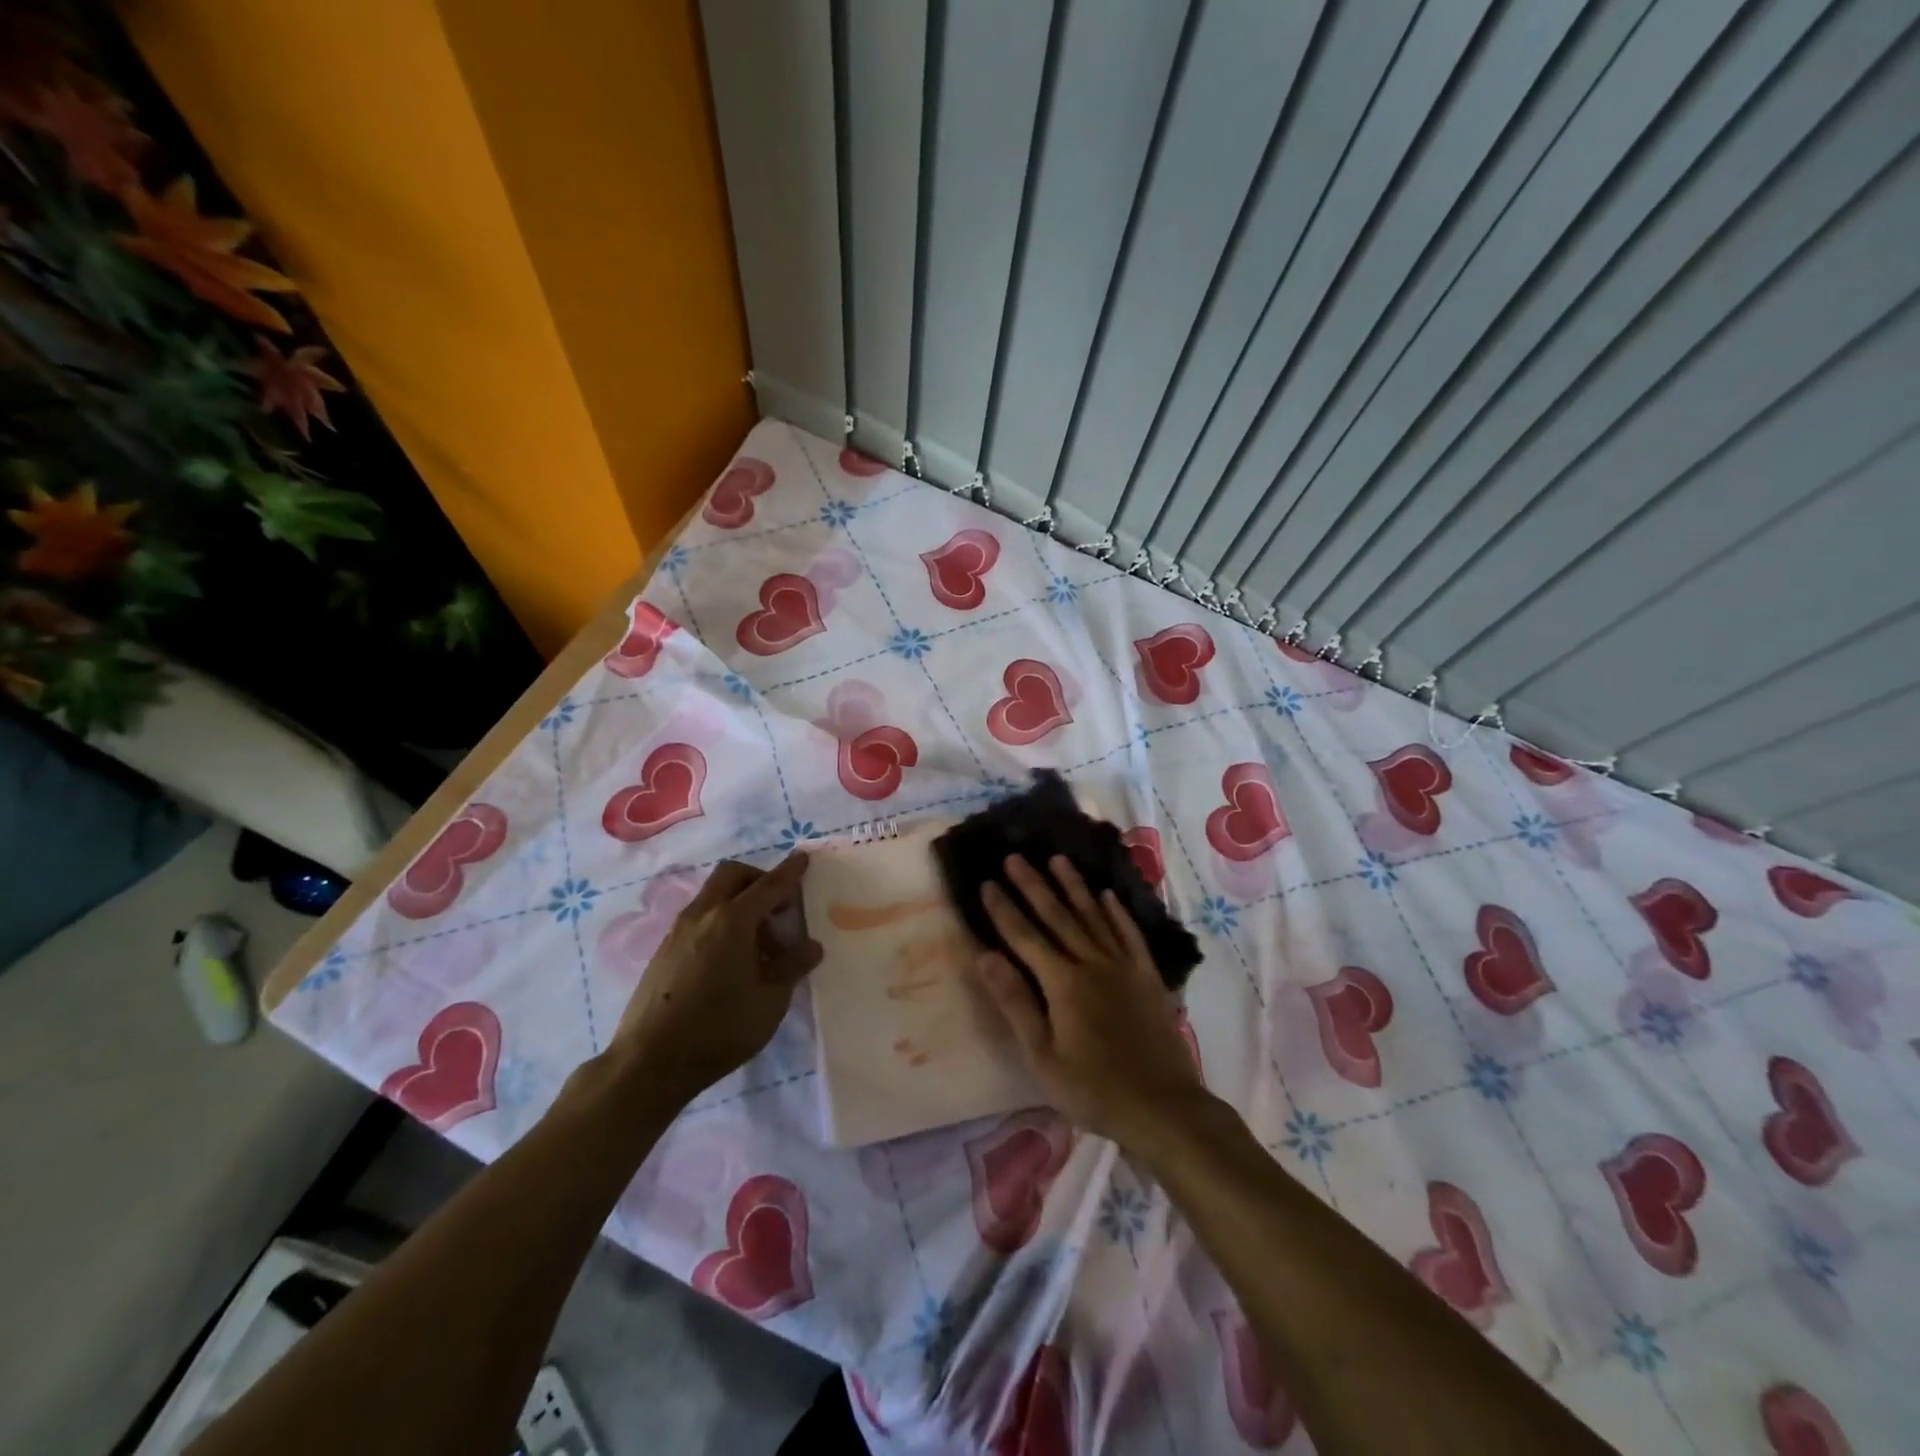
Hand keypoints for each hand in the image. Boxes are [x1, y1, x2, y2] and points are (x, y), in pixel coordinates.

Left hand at [611, 853, 821, 1107]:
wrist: (649, 1063)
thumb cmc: (719, 1029)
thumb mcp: (769, 1002)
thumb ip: (792, 967)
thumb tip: (811, 946)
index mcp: (733, 921)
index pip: (769, 885)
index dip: (790, 872)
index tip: (803, 858)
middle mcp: (703, 915)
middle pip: (733, 875)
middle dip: (759, 879)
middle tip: (779, 907)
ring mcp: (678, 930)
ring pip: (713, 894)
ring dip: (739, 902)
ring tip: (758, 945)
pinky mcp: (664, 949)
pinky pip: (699, 916)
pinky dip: (721, 920)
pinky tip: (730, 960)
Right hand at [972, 853, 1206, 1144]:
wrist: (1164, 1107)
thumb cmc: (1094, 1089)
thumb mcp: (1043, 1056)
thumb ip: (1016, 1002)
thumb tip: (986, 956)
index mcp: (1063, 983)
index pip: (1025, 937)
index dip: (1004, 909)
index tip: (987, 882)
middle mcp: (1092, 963)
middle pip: (1058, 916)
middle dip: (1033, 885)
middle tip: (1015, 857)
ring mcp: (1123, 966)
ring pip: (1094, 916)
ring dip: (1074, 886)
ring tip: (1058, 859)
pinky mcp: (1148, 976)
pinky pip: (1130, 934)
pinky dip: (1117, 912)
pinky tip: (1108, 895)